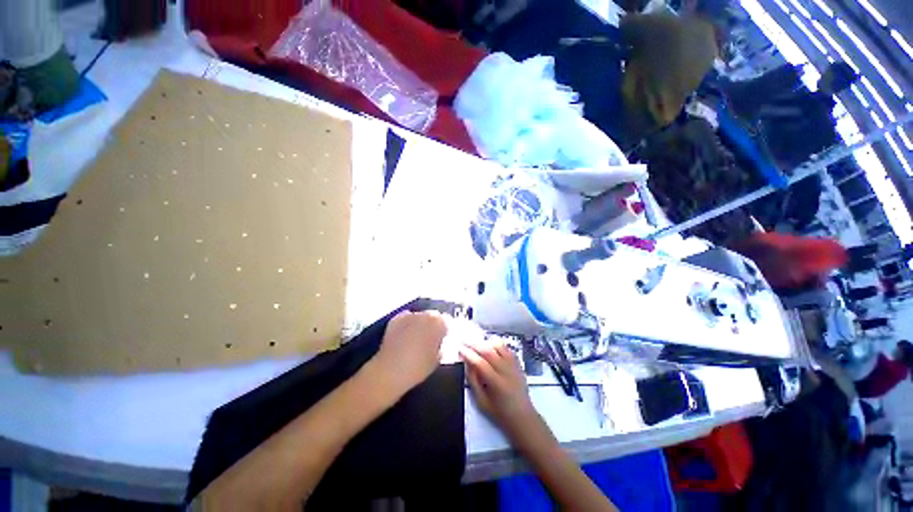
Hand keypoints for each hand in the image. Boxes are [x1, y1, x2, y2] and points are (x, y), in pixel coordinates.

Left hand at [370, 310, 447, 394]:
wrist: (390, 370)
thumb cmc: (418, 367)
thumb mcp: (438, 359)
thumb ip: (443, 346)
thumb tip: (442, 342)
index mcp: (439, 323)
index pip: (448, 321)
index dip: (447, 329)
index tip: (445, 337)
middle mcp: (426, 314)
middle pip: (434, 315)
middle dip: (434, 324)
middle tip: (431, 338)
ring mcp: (410, 315)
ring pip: (420, 316)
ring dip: (421, 323)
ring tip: (417, 337)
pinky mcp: (396, 318)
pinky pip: (406, 318)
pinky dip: (408, 324)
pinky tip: (405, 335)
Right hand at [460, 337, 537, 439]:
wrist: (523, 416)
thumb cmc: (500, 412)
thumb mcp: (482, 401)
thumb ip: (473, 381)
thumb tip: (467, 363)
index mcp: (497, 384)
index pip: (480, 363)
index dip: (468, 354)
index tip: (460, 349)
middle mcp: (506, 371)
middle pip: (489, 351)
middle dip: (474, 344)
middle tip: (464, 341)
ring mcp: (514, 365)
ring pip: (499, 346)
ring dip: (486, 343)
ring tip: (477, 344)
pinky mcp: (518, 363)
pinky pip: (507, 348)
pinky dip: (496, 344)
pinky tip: (490, 347)